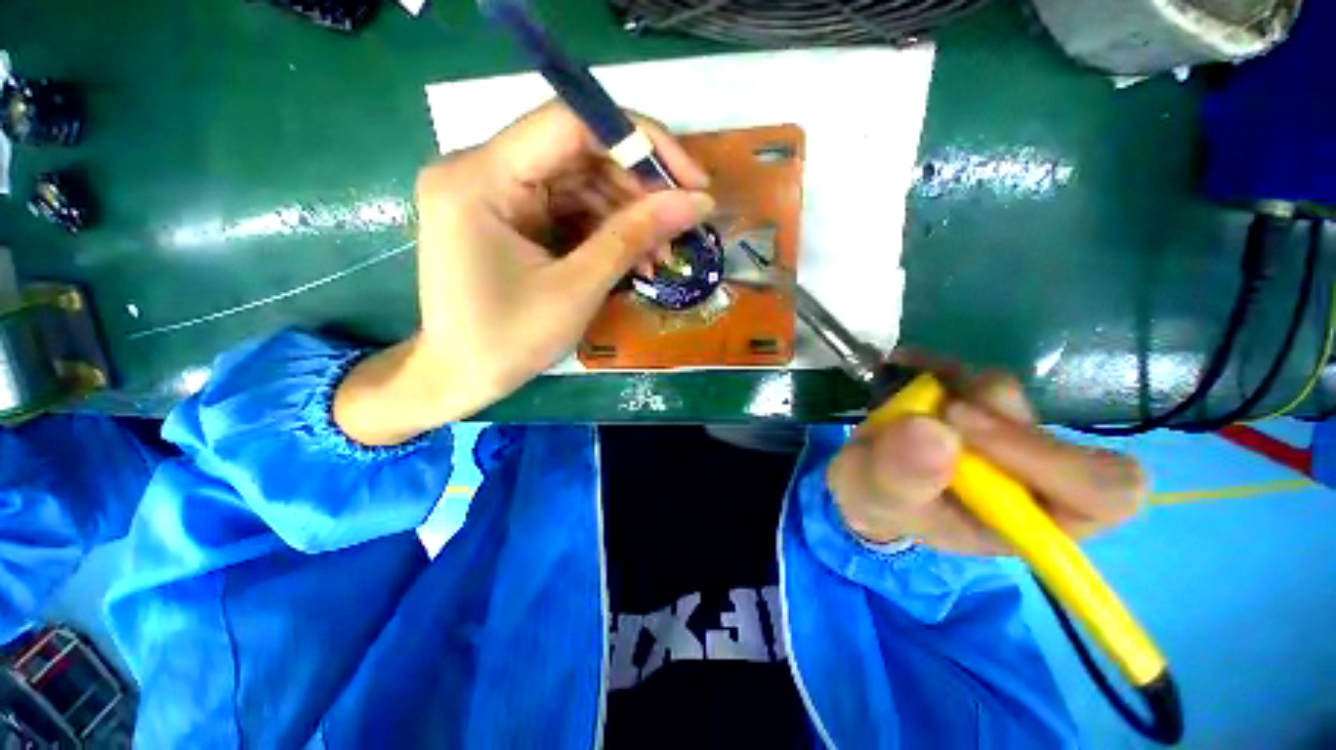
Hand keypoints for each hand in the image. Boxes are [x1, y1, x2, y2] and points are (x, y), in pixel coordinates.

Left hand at [335, 102, 713, 444]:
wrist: (458, 379)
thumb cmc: (508, 342)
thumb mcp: (577, 289)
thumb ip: (634, 237)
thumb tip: (697, 201)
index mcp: (480, 178)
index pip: (571, 122)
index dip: (641, 142)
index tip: (691, 179)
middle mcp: (479, 168)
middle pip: (578, 150)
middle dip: (638, 187)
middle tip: (681, 224)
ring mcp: (493, 191)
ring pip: (578, 181)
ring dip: (627, 214)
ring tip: (659, 255)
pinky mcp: (507, 215)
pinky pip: (567, 207)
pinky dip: (605, 230)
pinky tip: (632, 259)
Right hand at [828, 373, 1146, 554]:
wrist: (864, 474)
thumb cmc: (879, 501)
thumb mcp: (877, 500)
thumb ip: (900, 478)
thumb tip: (934, 432)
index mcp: (1028, 519)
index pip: (1103, 492)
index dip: (1053, 459)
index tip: (966, 430)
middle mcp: (1031, 474)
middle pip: (1053, 431)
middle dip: (988, 417)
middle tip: (935, 410)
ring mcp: (1004, 431)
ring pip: (1005, 392)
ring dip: (951, 388)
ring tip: (904, 400)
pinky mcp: (974, 399)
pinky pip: (967, 369)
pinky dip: (932, 365)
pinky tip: (904, 370)